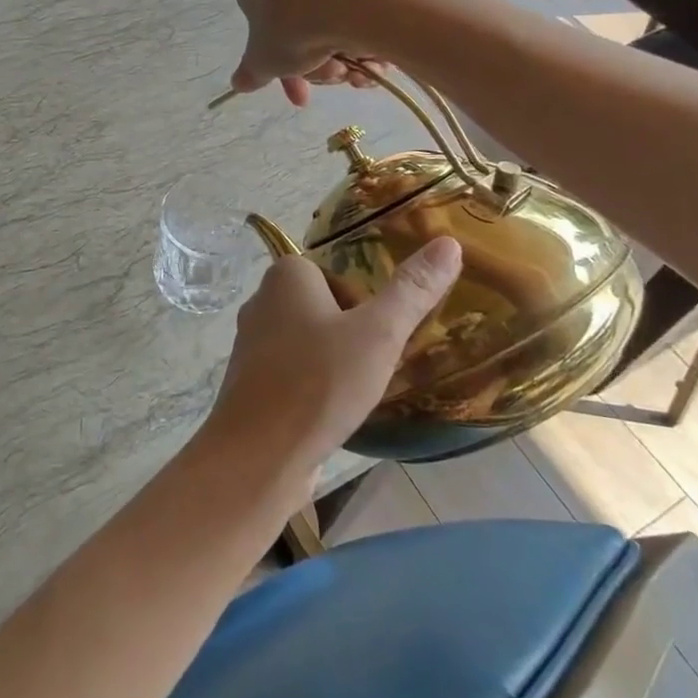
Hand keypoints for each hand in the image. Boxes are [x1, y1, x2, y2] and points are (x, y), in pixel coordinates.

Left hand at [201, 237, 463, 484]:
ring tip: (357, 391)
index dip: (364, 303)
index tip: (380, 335)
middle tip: (374, 365)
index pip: (337, 274)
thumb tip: (448, 243)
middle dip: (351, 334)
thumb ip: (412, 290)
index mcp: (285, 275)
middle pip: (324, 307)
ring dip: (333, 362)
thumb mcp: (378, 333)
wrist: (258, 455)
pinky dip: (313, 387)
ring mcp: (250, 344)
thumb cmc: (319, 382)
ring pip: (307, 342)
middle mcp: (261, 301)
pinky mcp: (249, 383)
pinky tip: (331, 412)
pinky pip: (292, 372)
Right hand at [228, 0, 428, 105]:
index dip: (278, 70)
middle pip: (300, 36)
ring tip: (355, 69)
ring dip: (343, 61)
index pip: (259, 32)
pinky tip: (375, 59)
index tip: (298, 92)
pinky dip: (367, 44)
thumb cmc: (292, 28)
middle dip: (318, 68)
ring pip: (332, 31)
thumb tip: (237, 83)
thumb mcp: (264, 62)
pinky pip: (361, 19)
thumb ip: (252, 74)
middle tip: (331, 76)